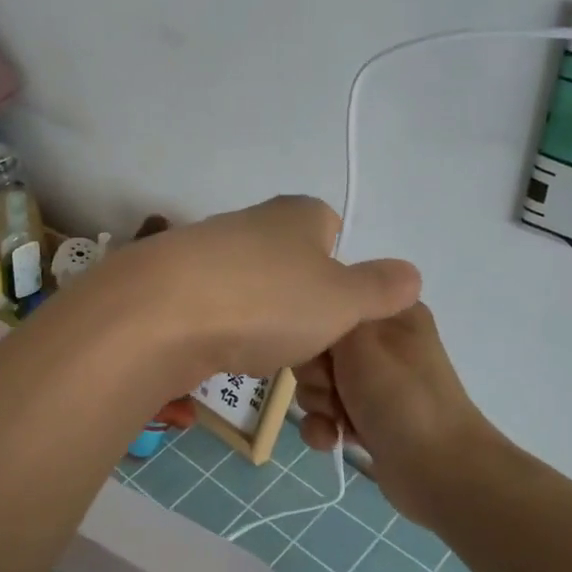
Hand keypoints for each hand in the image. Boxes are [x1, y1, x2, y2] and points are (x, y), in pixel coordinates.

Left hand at [94, 196, 421, 385]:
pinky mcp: (171, 283)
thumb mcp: (344, 300)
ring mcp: (205, 250)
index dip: (341, 271)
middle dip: (301, 306)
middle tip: (308, 346)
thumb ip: (380, 288)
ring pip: (251, 290)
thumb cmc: (268, 301)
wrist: (161, 314)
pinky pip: (213, 310)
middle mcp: (250, 222)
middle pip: (290, 264)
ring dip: (261, 323)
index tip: (339, 312)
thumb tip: (411, 273)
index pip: (331, 228)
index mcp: (297, 214)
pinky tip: (222, 355)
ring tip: (264, 357)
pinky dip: (222, 332)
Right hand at [294, 303, 513, 529]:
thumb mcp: (359, 338)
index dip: (315, 325)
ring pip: (317, 381)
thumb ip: (331, 309)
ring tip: (337, 419)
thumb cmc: (399, 395)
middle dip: (314, 372)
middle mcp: (382, 342)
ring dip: (318, 403)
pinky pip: (326, 413)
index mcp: (389, 311)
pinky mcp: (367, 418)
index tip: (319, 347)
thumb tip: (319, 295)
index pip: (332, 300)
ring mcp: (375, 382)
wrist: (439, 471)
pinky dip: (325, 427)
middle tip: (331, 387)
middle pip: (318, 345)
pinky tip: (333, 440)